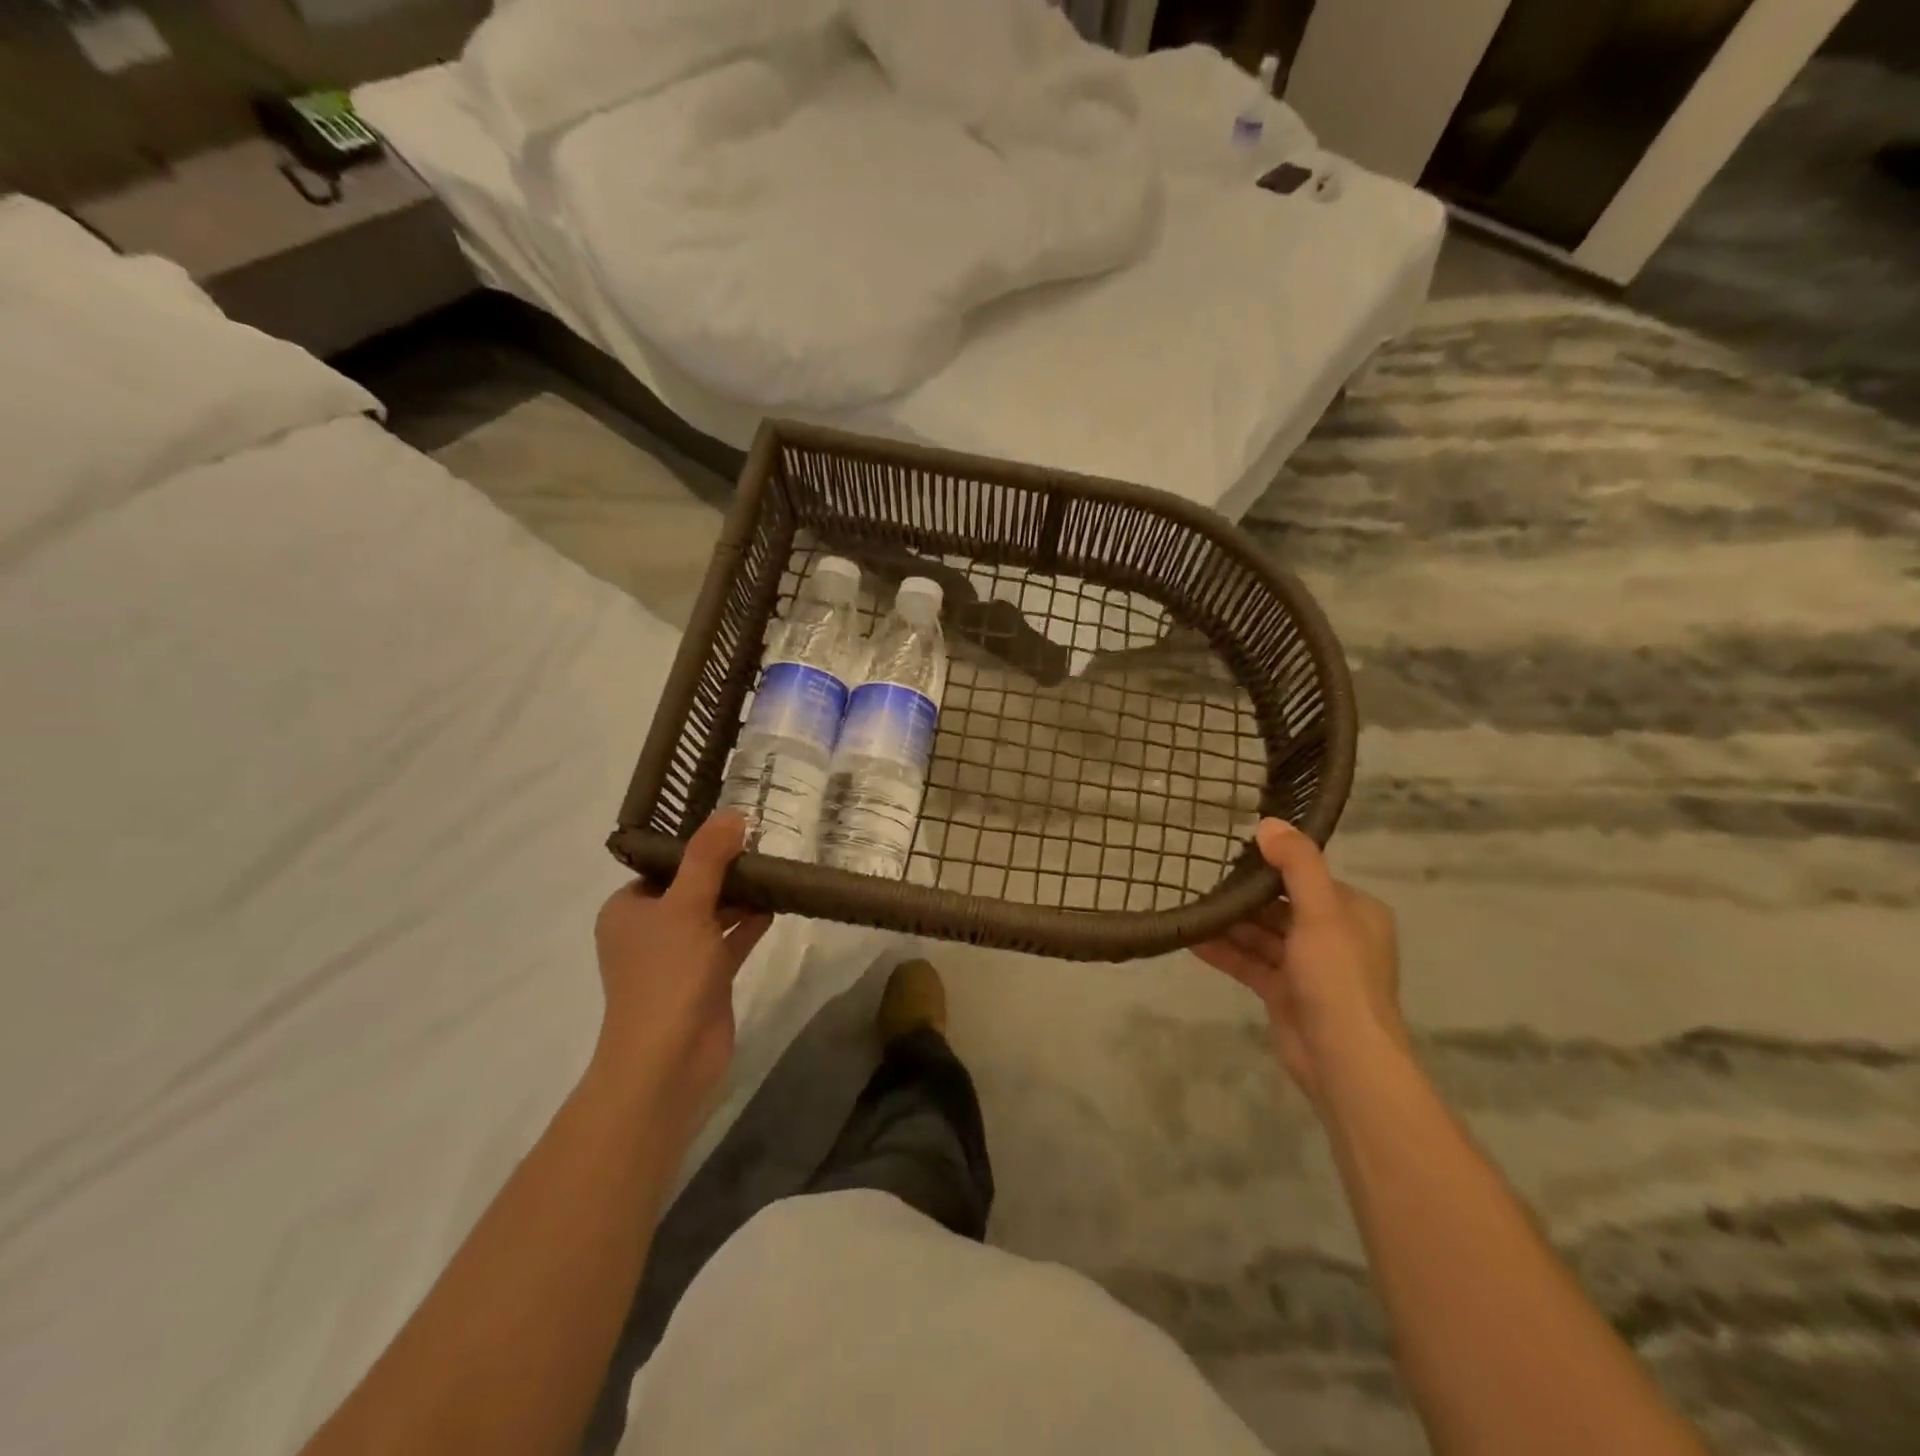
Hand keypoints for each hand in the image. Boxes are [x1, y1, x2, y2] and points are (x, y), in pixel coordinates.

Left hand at [592, 813, 772, 1120]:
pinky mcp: (704, 979)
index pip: (663, 865)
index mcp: (628, 909)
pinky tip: (775, 907)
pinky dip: (748, 924)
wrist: (669, 1059)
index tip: (735, 827)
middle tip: (763, 844)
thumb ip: (708, 858)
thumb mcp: (686, 905)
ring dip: (740, 896)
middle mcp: (649, 930)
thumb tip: (732, 813)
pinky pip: (728, 941)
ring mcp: (677, 957)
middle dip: (725, 870)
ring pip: (712, 914)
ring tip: (775, 870)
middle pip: (691, 887)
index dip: (697, 846)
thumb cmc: (667, 975)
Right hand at [1196, 819, 1403, 1104]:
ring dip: (1229, 924)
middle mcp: (1334, 936)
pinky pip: (1250, 962)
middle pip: (1280, 905)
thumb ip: (1297, 865)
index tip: (1232, 851)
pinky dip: (1224, 952)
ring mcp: (1308, 967)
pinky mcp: (1284, 993)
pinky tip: (1191, 940)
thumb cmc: (1337, 978)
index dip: (1272, 864)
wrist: (1342, 1060)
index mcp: (1354, 912)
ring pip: (1262, 935)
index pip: (1307, 877)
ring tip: (1190, 906)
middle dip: (1244, 896)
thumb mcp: (1321, 912)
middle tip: (1201, 877)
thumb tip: (1268, 823)